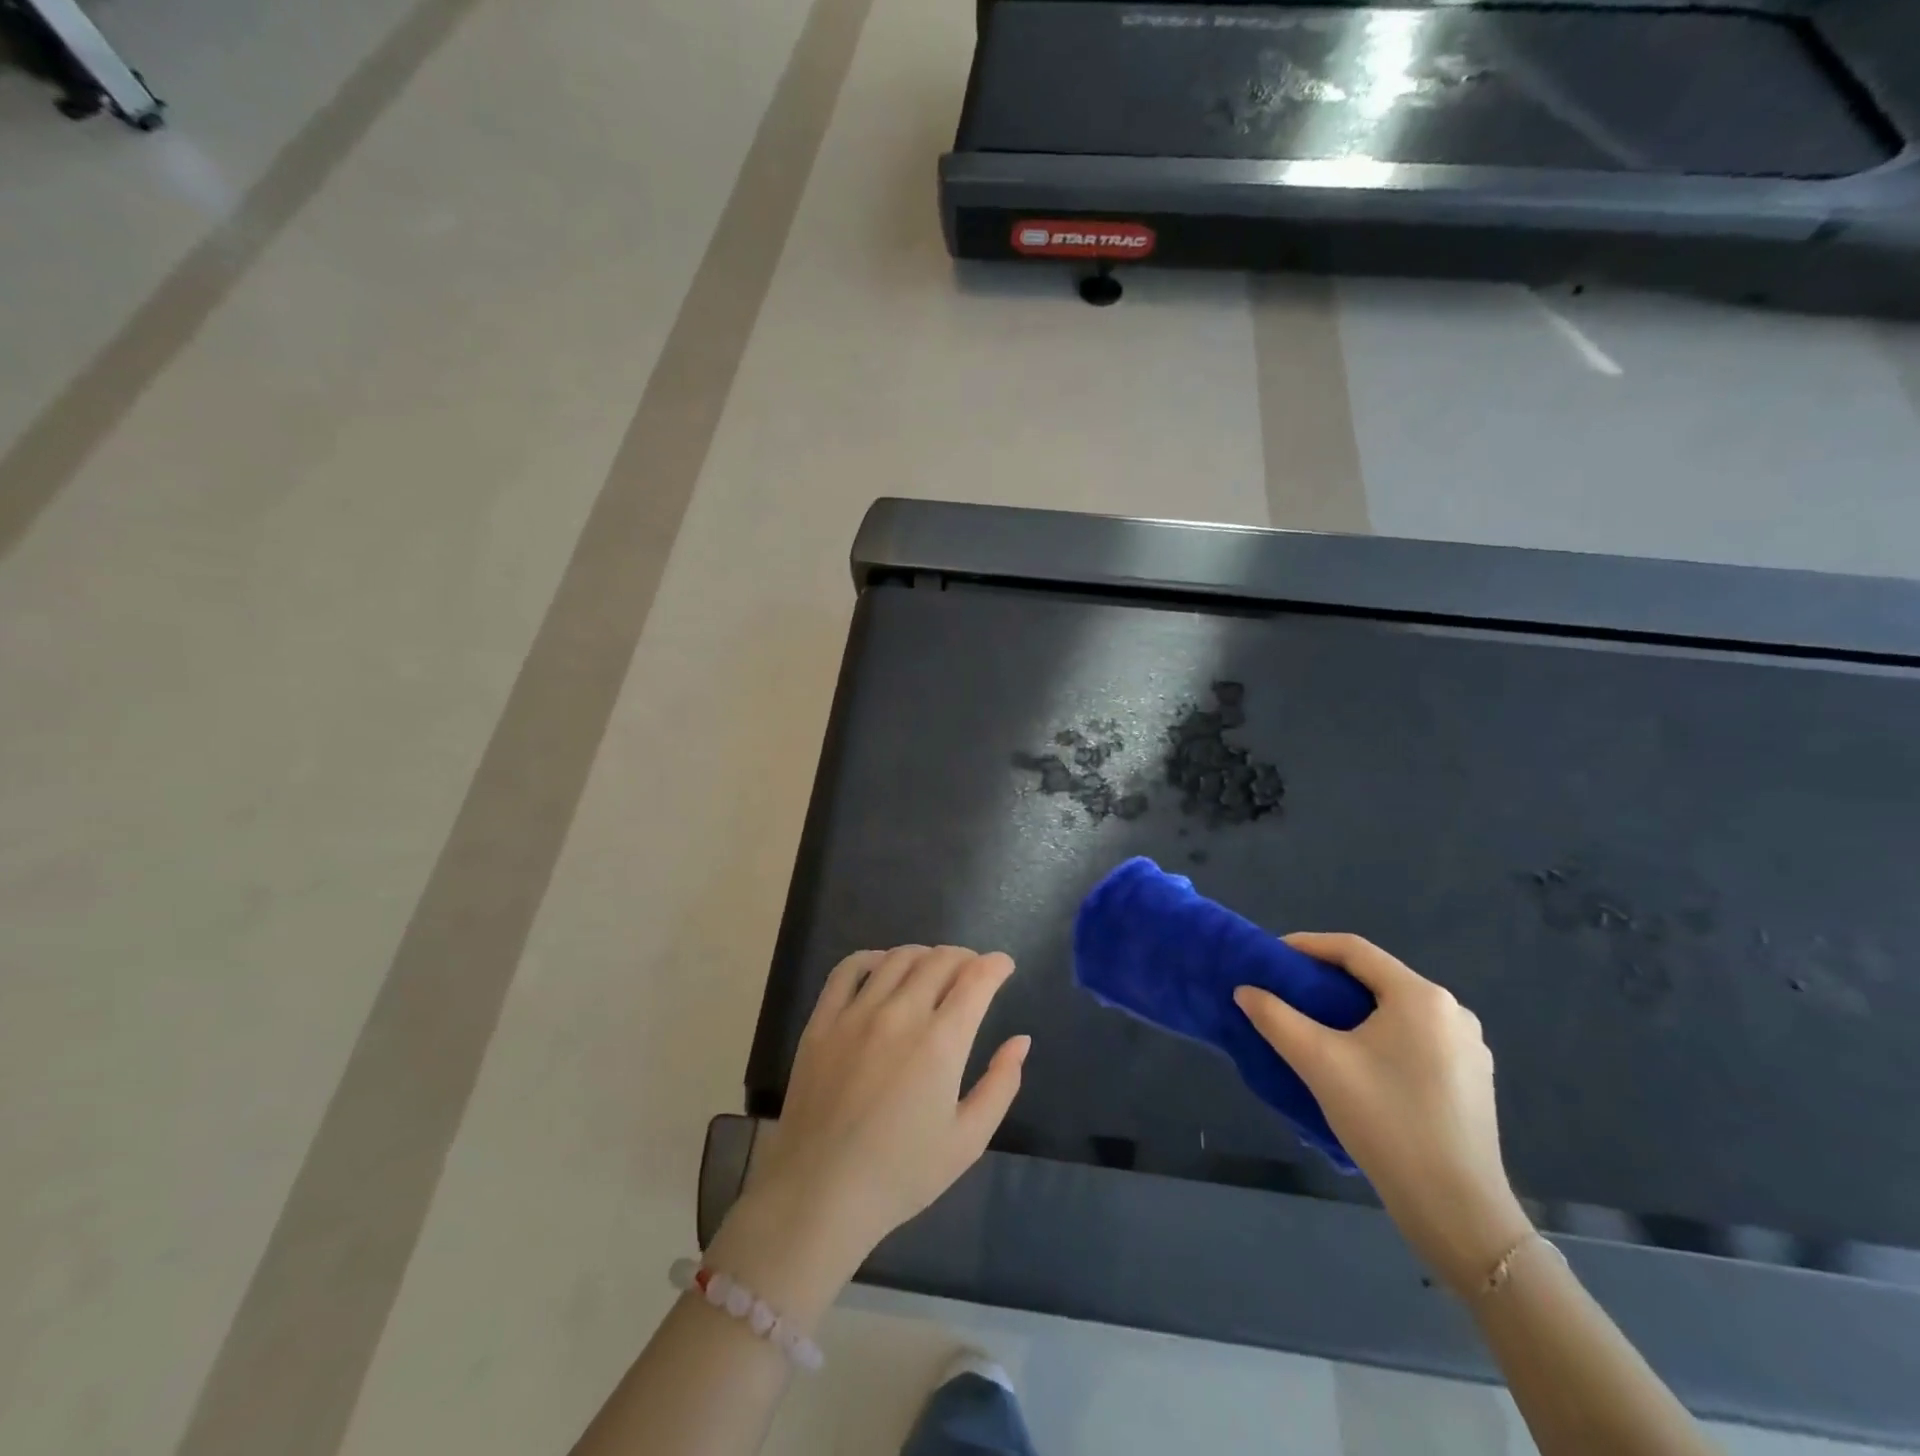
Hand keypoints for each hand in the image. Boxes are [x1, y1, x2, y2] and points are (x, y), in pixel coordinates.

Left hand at [708, 946, 1029, 1325]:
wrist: (820, 1194)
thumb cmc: (902, 1174)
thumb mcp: (968, 1140)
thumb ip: (1001, 1084)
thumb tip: (1020, 1040)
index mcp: (941, 1042)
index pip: (976, 979)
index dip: (996, 965)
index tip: (1004, 966)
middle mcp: (901, 1014)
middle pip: (939, 960)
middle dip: (965, 958)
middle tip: (973, 971)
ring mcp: (857, 1013)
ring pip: (898, 958)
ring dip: (925, 955)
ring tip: (933, 968)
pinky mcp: (823, 1021)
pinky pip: (848, 969)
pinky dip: (872, 957)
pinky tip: (883, 967)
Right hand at [1235, 933, 1531, 1294]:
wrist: (1457, 1209)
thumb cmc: (1386, 1121)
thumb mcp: (1318, 1062)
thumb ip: (1275, 1018)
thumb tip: (1245, 991)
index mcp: (1420, 997)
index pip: (1354, 950)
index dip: (1308, 945)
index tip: (1273, 955)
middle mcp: (1452, 1011)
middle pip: (1377, 978)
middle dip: (1329, 978)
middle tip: (1290, 990)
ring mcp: (1468, 1046)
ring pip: (1397, 1009)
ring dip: (1355, 1008)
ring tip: (1319, 1023)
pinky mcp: (1472, 1078)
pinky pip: (1417, 1036)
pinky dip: (1381, 1033)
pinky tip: (1359, 1059)